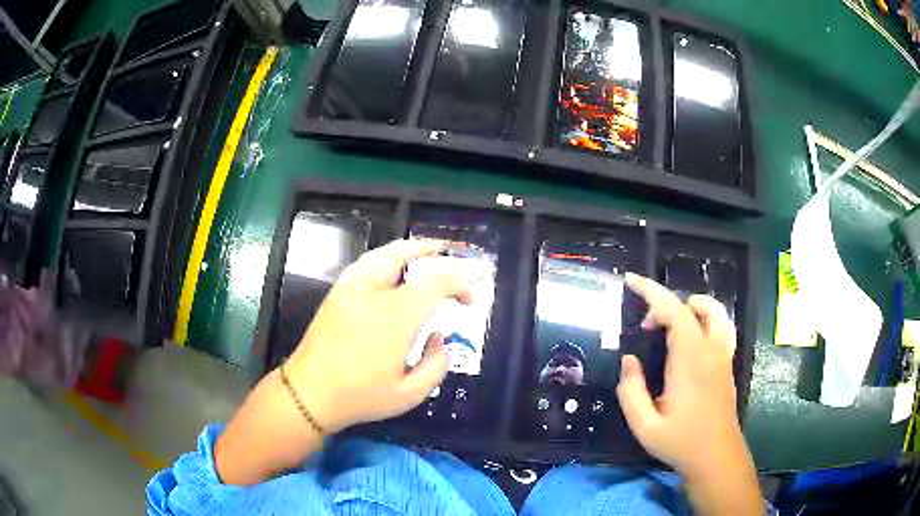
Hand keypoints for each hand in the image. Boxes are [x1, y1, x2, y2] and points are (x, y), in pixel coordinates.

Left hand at [284, 239, 471, 432]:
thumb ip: (437, 364)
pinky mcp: (337, 291)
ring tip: (426, 252)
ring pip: (385, 252)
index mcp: (396, 316)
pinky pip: (367, 261)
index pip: (437, 283)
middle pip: (410, 257)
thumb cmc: (361, 396)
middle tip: (450, 256)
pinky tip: (392, 265)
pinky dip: (387, 256)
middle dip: (436, 255)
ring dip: (410, 249)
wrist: (309, 392)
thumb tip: (440, 337)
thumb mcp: (410, 394)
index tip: (468, 301)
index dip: (460, 285)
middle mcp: (374, 292)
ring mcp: (351, 287)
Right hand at [616, 273, 761, 514]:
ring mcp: (723, 355)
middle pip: (694, 306)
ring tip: (672, 322)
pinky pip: (721, 327)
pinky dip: (705, 319)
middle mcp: (710, 350)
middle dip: (665, 304)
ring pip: (716, 312)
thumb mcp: (644, 425)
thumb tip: (629, 360)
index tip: (631, 281)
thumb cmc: (680, 442)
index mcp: (689, 361)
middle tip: (646, 327)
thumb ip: (631, 391)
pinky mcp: (727, 364)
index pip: (674, 311)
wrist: (717, 457)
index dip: (652, 291)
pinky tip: (691, 340)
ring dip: (692, 306)